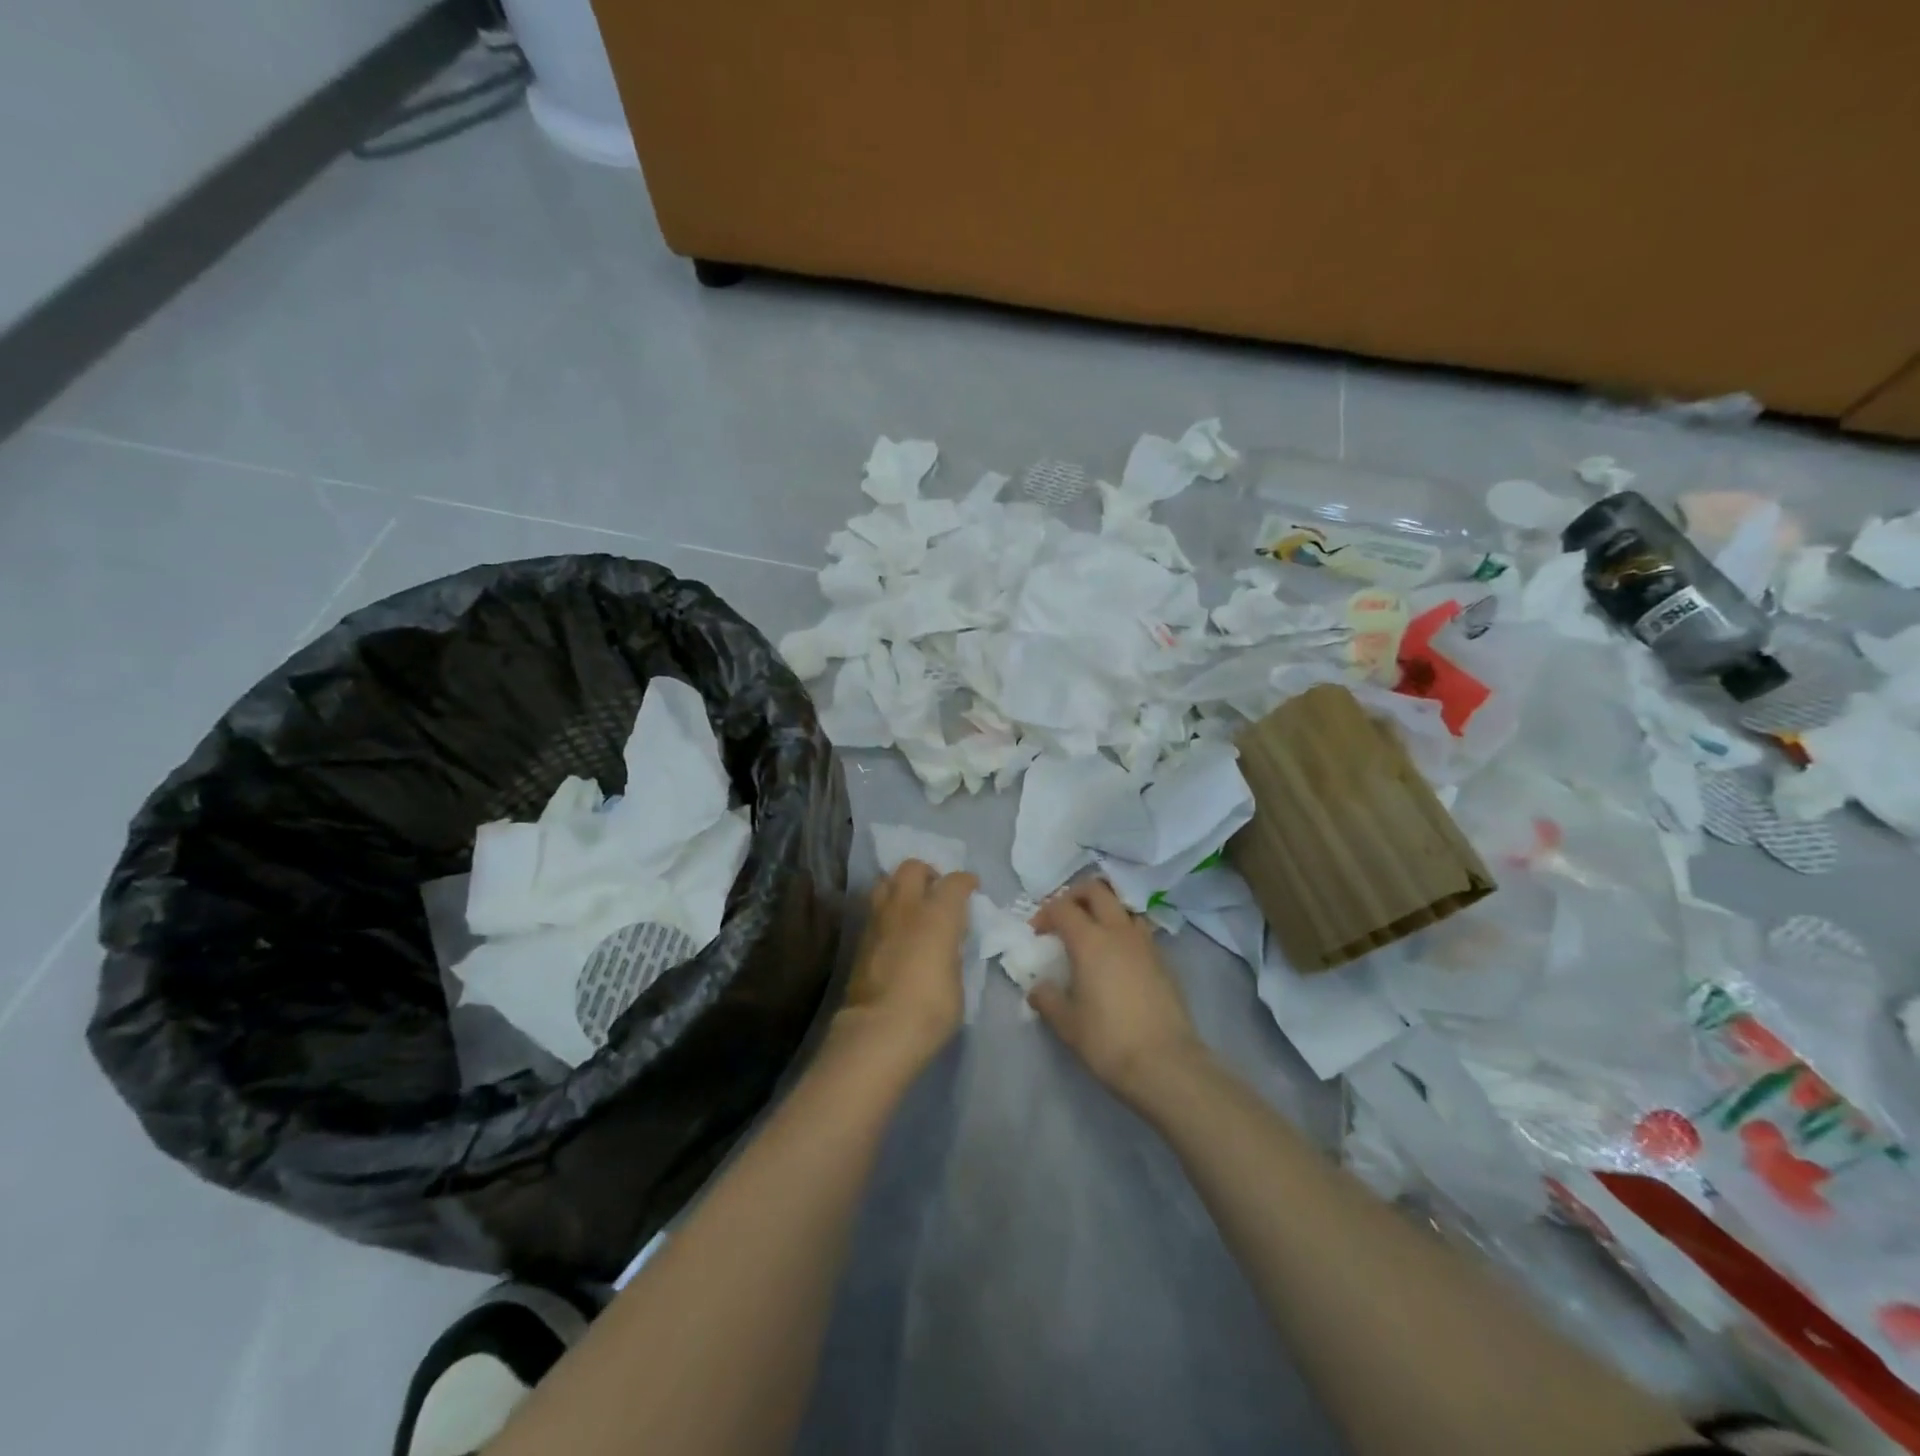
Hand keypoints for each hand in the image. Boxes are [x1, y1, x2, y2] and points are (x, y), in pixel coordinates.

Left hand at [837, 860, 977, 1071]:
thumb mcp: (958, 978)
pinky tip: (895, 929)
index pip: (954, 882)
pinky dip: (887, 910)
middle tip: (936, 891)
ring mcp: (878, 920)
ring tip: (911, 906)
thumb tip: (946, 945)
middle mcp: (906, 907)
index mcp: (938, 914)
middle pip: (912, 868)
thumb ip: (952, 951)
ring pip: (886, 882)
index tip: (971, 888)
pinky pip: (875, 909)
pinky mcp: (860, 939)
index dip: (965, 882)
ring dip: (900, 886)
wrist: (880, 1030)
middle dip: (927, 873)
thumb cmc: (931, 1008)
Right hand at [1029, 879, 1205, 1102]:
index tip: (1037, 933)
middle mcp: (1119, 932)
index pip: (1062, 907)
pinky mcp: (1164, 960)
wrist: (1165, 1064)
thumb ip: (1048, 999)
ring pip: (1123, 906)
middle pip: (1097, 890)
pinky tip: (1118, 958)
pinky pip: (1140, 930)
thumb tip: (1039, 988)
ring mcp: (1146, 944)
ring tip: (1093, 933)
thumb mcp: (1067, 1024)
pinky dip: (1124, 931)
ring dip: (1105, 909)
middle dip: (1076, 895)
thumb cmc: (1108, 1040)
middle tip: (1064, 917)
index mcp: (1090, 941)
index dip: (1045, 914)